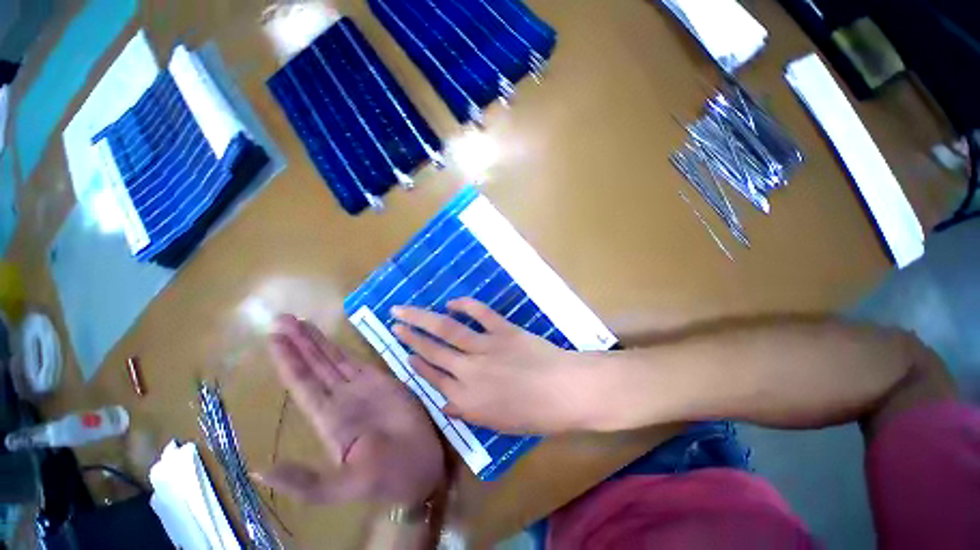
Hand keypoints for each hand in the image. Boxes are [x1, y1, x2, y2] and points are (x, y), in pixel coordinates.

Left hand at [258, 315, 444, 506]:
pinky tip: (333, 338)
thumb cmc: (384, 478)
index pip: (302, 384)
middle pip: (314, 366)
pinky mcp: (382, 381)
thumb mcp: (340, 488)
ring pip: (334, 359)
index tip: (274, 338)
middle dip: (298, 343)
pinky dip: (345, 347)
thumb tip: (259, 471)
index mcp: (327, 420)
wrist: (419, 467)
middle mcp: (340, 399)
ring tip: (301, 321)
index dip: (287, 361)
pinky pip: (359, 361)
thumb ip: (304, 481)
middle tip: (281, 319)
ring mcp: (362, 388)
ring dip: (318, 340)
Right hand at [392, 298, 593, 432]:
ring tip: (405, 310)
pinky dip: (465, 305)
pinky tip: (452, 301)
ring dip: (423, 319)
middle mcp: (469, 371)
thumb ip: (467, 412)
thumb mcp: (497, 423)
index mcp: (466, 399)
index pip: (432, 377)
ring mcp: (486, 347)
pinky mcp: (503, 330)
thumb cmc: (535, 414)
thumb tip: (446, 403)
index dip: (417, 364)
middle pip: (432, 350)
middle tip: (394, 323)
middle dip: (410, 336)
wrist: (567, 391)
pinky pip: (480, 314)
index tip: (404, 353)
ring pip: (447, 330)